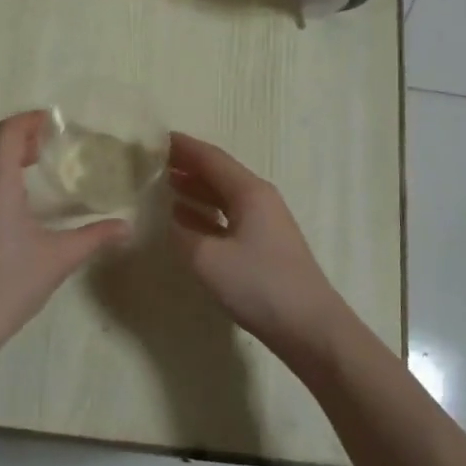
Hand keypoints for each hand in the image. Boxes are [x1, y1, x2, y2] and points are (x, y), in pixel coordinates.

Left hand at [0, 112, 129, 358]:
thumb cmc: (7, 285)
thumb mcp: (58, 259)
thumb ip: (94, 237)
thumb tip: (128, 226)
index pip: (7, 133)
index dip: (30, 120)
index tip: (56, 121)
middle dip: (22, 138)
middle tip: (53, 145)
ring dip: (8, 161)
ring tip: (38, 170)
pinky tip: (19, 208)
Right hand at [167, 132, 350, 363]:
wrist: (310, 327)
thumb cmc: (259, 285)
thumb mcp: (208, 259)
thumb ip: (184, 234)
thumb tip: (173, 219)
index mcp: (249, 192)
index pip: (212, 158)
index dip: (184, 147)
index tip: (156, 138)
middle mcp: (260, 199)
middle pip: (220, 173)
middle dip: (188, 165)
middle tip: (155, 161)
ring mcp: (265, 223)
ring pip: (224, 196)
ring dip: (196, 188)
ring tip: (166, 184)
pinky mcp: (265, 246)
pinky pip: (229, 217)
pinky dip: (206, 213)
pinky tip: (186, 219)